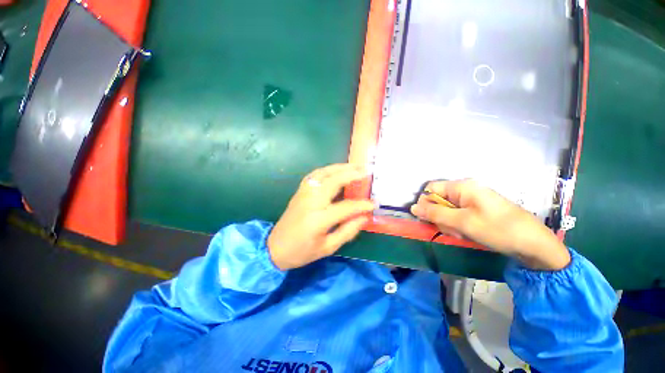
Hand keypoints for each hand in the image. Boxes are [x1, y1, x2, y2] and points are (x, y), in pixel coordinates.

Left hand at [267, 164, 373, 269]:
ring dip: (339, 168)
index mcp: (318, 220)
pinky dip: (327, 170)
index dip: (361, 205)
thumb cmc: (302, 252)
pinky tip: (335, 170)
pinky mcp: (299, 192)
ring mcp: (303, 194)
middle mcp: (310, 202)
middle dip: (351, 174)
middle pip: (333, 182)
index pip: (345, 207)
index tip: (373, 203)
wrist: (274, 248)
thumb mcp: (328, 247)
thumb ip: (348, 231)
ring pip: (323, 174)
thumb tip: (365, 217)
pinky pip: (314, 175)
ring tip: (354, 166)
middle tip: (366, 171)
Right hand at [411, 180, 570, 269]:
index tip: (429, 219)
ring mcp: (472, 200)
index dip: (426, 203)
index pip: (431, 189)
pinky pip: (457, 215)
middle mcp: (465, 190)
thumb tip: (413, 208)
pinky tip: (466, 233)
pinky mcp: (477, 209)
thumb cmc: (498, 230)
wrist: (534, 245)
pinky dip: (457, 225)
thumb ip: (435, 214)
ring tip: (461, 233)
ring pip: (446, 209)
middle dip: (439, 216)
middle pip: (438, 200)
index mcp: (462, 186)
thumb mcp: (463, 222)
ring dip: (448, 223)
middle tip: (451, 229)